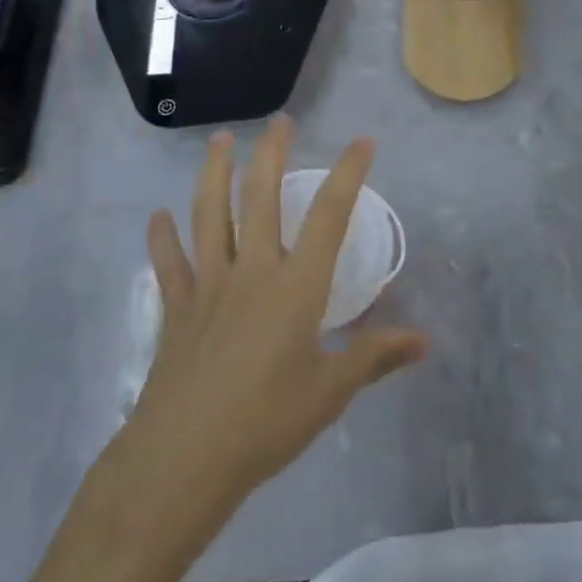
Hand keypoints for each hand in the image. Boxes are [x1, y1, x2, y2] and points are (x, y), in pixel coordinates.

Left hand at [127, 118, 428, 509]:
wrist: (183, 460)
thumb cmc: (266, 423)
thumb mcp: (331, 392)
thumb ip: (375, 357)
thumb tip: (424, 340)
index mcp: (296, 287)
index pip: (329, 216)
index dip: (348, 174)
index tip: (363, 142)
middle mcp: (252, 272)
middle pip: (261, 199)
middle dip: (273, 155)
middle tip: (280, 121)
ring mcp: (208, 286)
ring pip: (210, 216)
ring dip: (214, 174)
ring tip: (220, 140)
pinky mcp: (176, 310)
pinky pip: (169, 264)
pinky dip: (162, 238)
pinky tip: (157, 217)